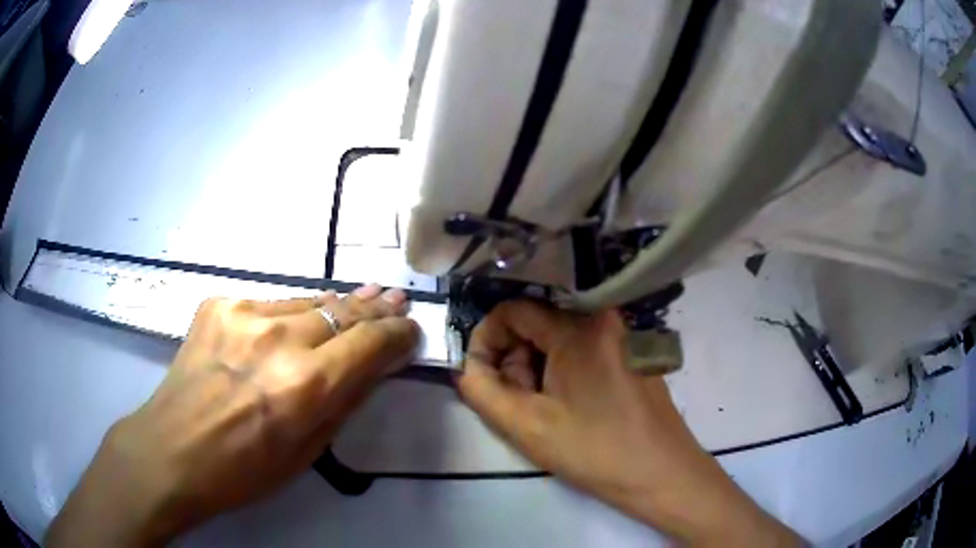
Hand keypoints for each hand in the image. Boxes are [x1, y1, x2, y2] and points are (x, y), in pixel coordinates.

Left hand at [46, 285, 418, 546]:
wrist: (172, 449)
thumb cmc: (243, 470)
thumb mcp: (307, 452)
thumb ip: (344, 402)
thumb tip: (374, 366)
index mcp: (304, 387)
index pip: (369, 343)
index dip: (396, 334)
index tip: (410, 331)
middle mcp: (277, 340)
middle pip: (341, 311)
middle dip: (373, 308)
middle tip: (394, 298)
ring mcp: (243, 314)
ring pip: (305, 302)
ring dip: (334, 307)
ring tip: (359, 299)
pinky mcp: (218, 305)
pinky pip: (268, 305)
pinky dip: (289, 314)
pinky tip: (295, 323)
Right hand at [458, 300, 800, 545]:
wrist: (662, 474)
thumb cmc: (596, 452)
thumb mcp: (526, 427)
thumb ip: (482, 391)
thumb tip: (469, 367)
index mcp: (580, 328)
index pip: (513, 310)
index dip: (487, 340)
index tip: (483, 377)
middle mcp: (605, 318)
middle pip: (537, 324)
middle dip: (514, 360)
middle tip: (516, 402)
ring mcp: (624, 335)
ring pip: (559, 339)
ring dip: (537, 369)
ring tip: (543, 410)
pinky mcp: (633, 353)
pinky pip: (584, 349)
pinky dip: (563, 371)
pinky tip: (569, 407)